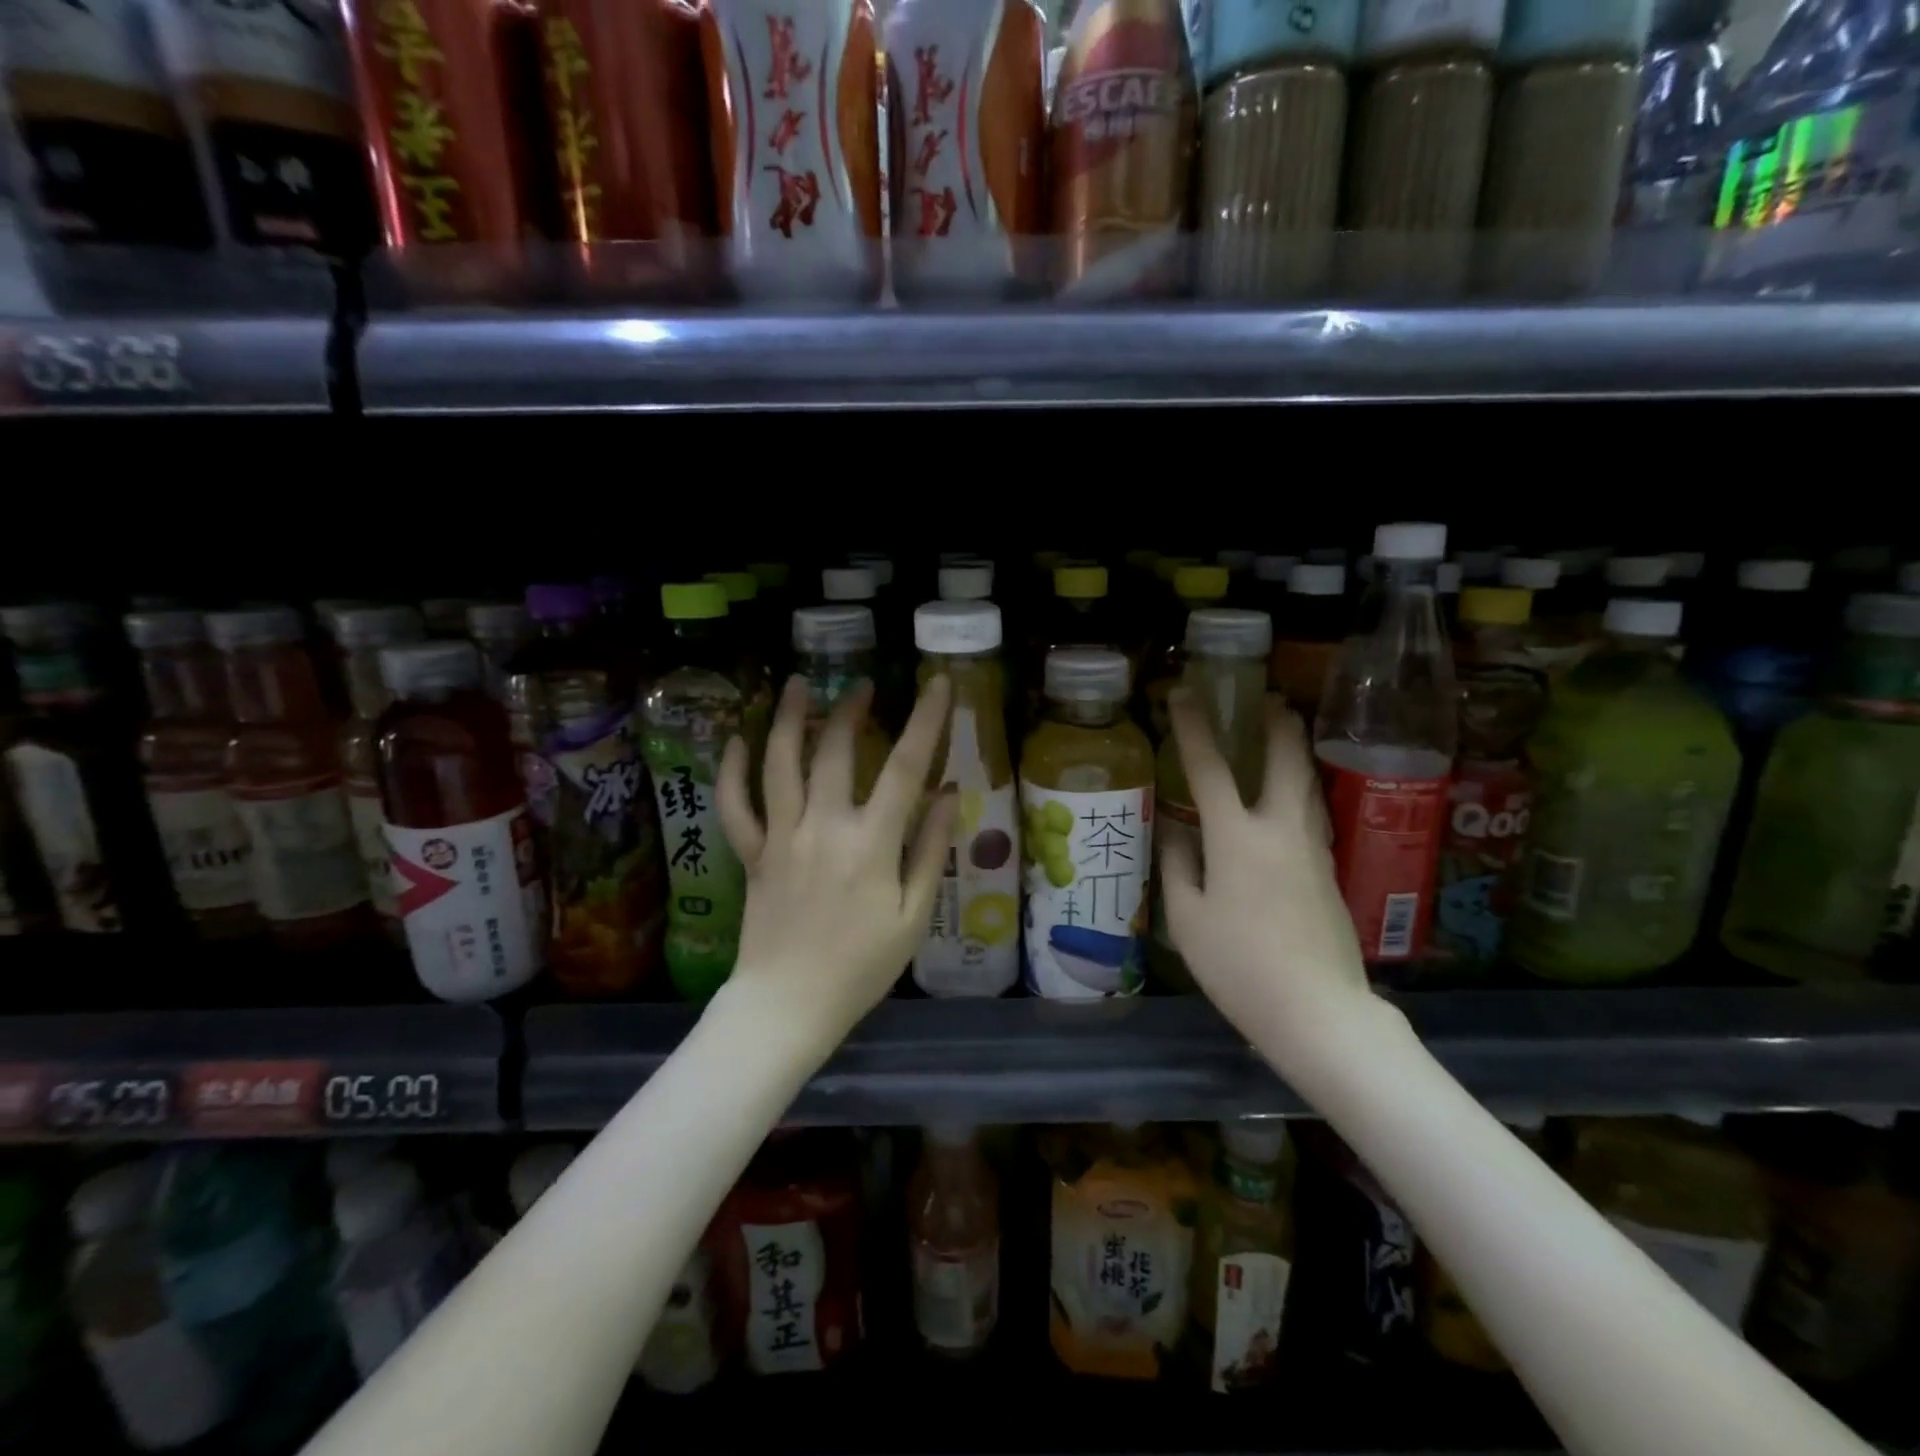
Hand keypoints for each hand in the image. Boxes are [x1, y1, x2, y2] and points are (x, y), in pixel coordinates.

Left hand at [716, 674, 957, 1046]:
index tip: (938, 683)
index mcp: (871, 843)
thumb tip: (950, 794)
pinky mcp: (753, 854)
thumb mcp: (914, 916)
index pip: (904, 767)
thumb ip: (931, 850)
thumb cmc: (861, 967)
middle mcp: (823, 827)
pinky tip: (736, 741)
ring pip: (780, 764)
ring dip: (790, 719)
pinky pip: (735, 805)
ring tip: (799, 684)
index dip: (926, 720)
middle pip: (834, 751)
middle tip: (862, 686)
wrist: (788, 1005)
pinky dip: (732, 771)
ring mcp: (781, 837)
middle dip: (850, 710)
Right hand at [1160, 691, 1373, 1065]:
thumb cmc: (1238, 964)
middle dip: (1278, 724)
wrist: (1317, 1011)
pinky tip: (1292, 802)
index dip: (1194, 728)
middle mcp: (1281, 831)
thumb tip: (1176, 831)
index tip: (1184, 695)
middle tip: (1270, 700)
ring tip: (1285, 737)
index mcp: (1237, 837)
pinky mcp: (1330, 874)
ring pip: (1309, 786)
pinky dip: (1301, 791)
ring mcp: (1313, 851)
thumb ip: (1179, 865)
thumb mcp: (1187, 918)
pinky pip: (1313, 816)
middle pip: (1287, 761)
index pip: (1210, 768)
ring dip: (1296, 753)